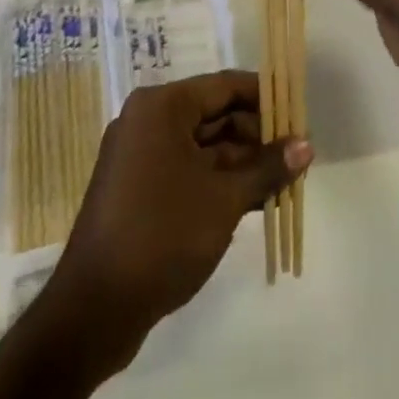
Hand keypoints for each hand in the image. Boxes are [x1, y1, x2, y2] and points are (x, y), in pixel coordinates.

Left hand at [51, 70, 309, 367]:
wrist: (92, 312)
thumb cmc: (162, 236)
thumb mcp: (224, 199)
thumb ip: (267, 167)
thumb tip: (307, 145)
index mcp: (163, 107)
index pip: (226, 86)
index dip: (266, 98)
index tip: (299, 114)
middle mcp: (148, 121)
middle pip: (215, 114)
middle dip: (257, 135)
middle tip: (297, 154)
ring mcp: (140, 156)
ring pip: (204, 146)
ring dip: (242, 162)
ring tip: (284, 180)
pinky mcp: (137, 189)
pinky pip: (187, 170)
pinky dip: (219, 181)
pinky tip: (255, 200)